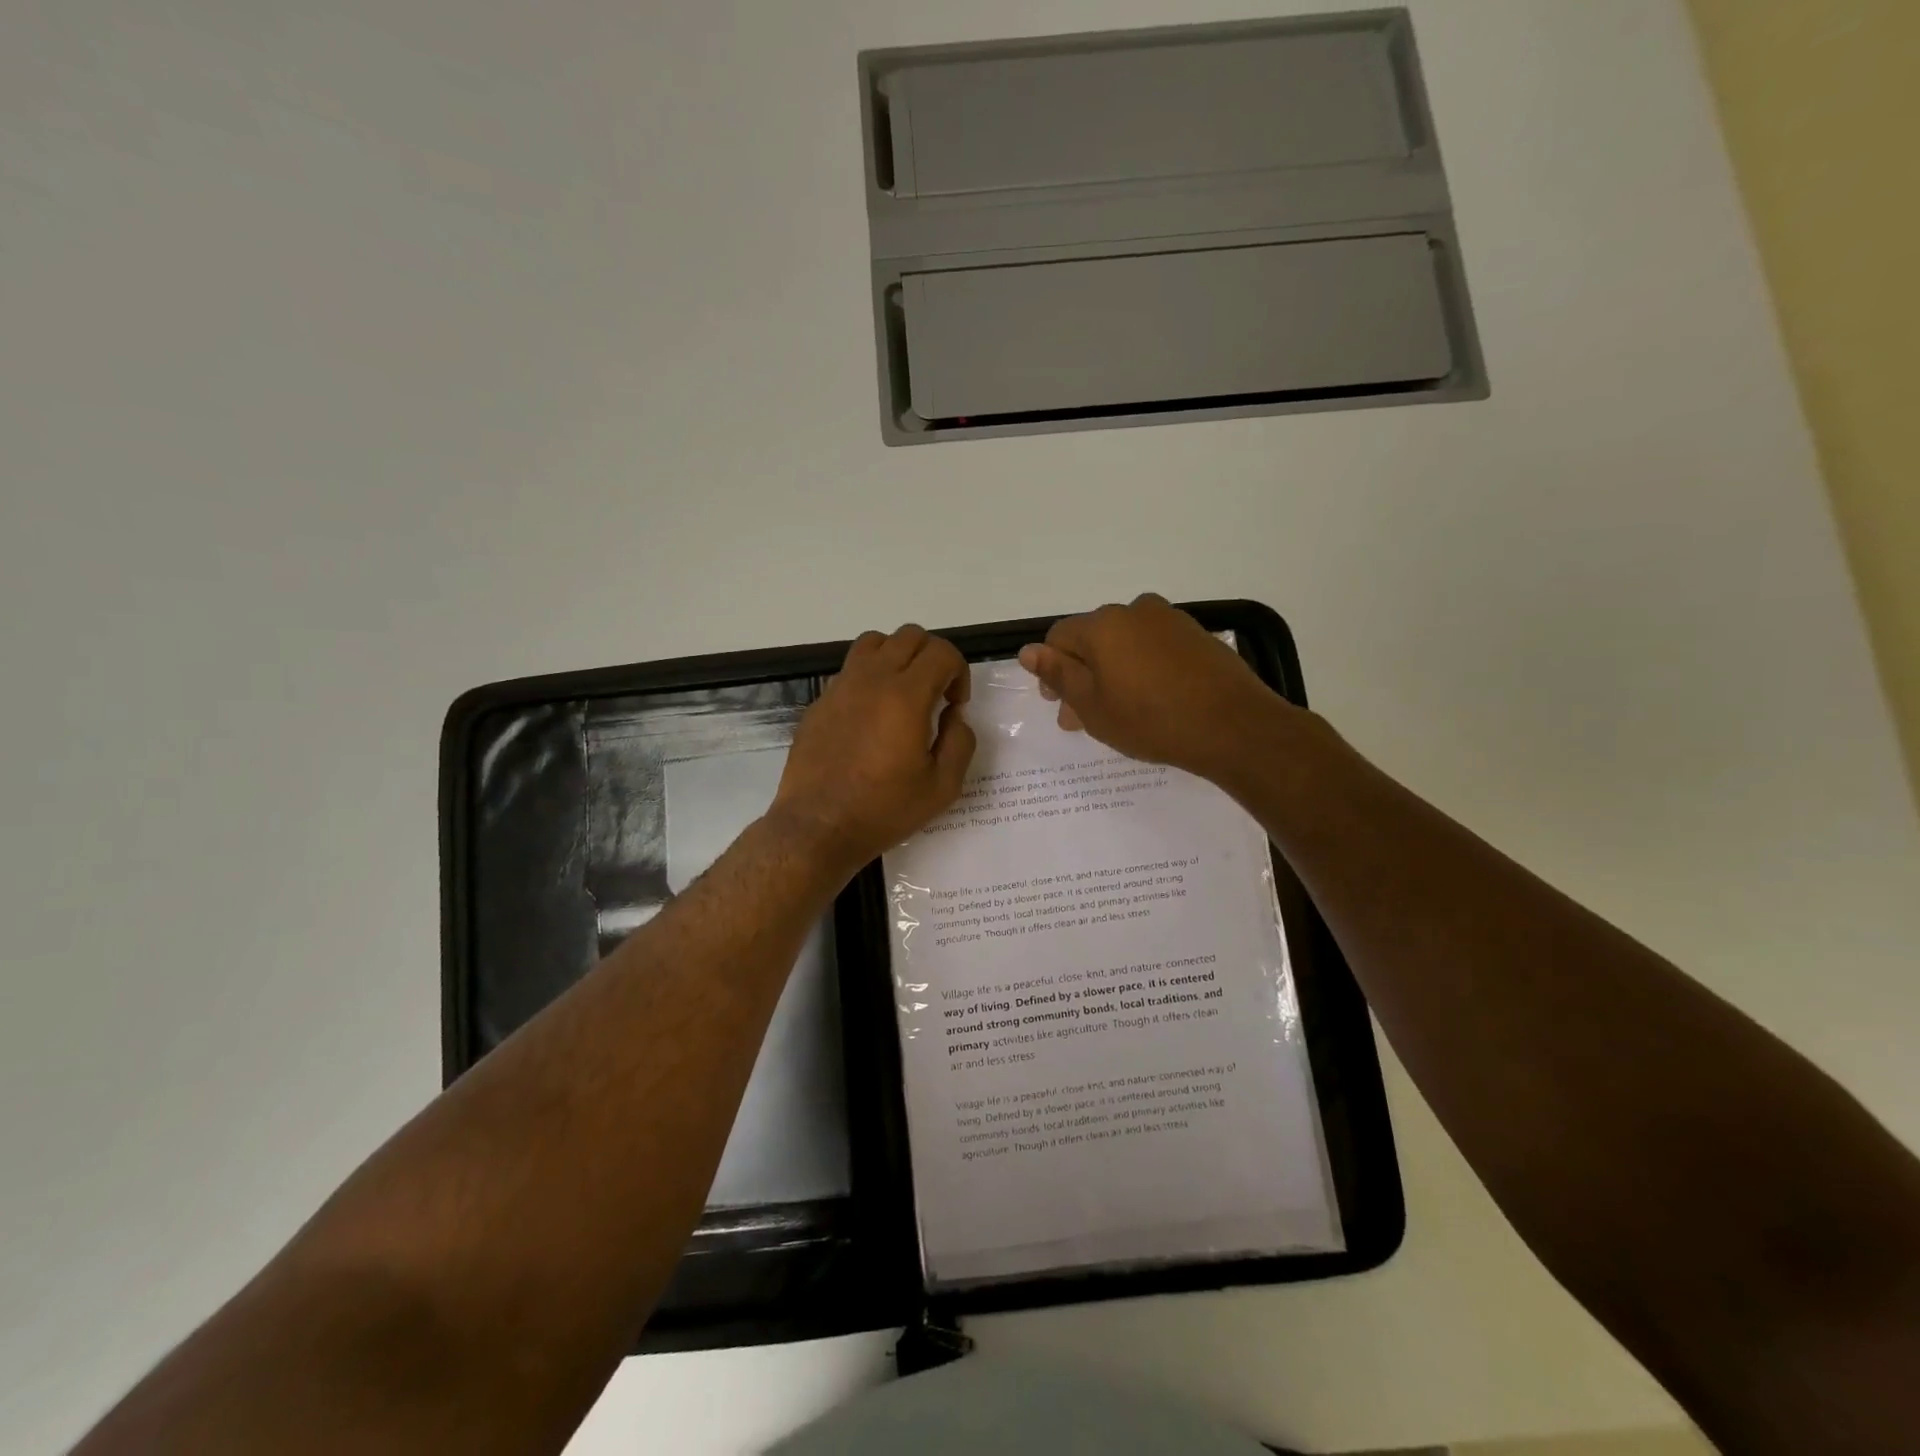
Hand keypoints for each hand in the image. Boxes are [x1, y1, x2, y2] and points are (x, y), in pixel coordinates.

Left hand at [770, 625, 975, 872]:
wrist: (818, 827)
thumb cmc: (884, 810)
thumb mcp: (942, 787)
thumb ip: (960, 742)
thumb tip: (954, 716)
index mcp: (905, 696)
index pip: (942, 652)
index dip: (959, 672)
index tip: (955, 706)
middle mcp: (871, 680)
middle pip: (910, 636)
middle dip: (933, 658)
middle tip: (936, 695)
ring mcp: (840, 687)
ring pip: (875, 643)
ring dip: (898, 657)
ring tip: (903, 693)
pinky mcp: (819, 702)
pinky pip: (849, 670)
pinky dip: (869, 678)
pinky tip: (871, 718)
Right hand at [1017, 594, 1283, 782]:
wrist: (1234, 726)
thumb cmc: (1151, 720)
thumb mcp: (1093, 706)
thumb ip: (1058, 674)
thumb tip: (1028, 650)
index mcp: (1102, 625)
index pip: (1058, 638)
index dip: (1052, 671)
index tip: (1060, 705)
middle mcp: (1134, 610)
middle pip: (1093, 640)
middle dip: (1083, 676)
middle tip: (1085, 718)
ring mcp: (1170, 620)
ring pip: (1124, 644)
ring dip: (1113, 673)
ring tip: (1120, 712)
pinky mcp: (1196, 635)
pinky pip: (1154, 647)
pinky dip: (1143, 668)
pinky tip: (1152, 700)